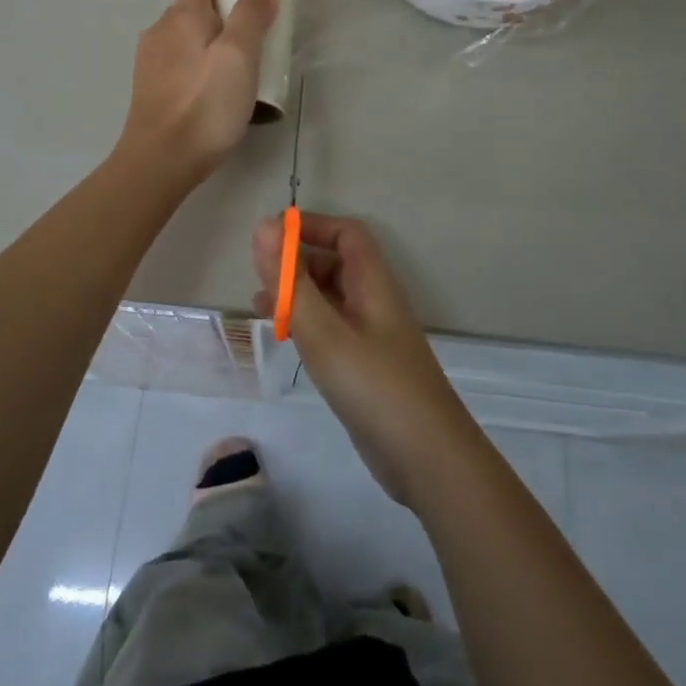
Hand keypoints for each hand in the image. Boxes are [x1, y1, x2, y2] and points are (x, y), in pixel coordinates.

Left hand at [117, 0, 277, 185]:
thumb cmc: (206, 104)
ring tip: (228, 84)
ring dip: (205, 55)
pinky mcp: (146, 91)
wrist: (161, 160)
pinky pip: (175, 71)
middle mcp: (158, 31)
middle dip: (218, 28)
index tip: (249, 27)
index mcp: (181, 16)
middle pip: (191, 16)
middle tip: (246, 58)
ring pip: (183, 45)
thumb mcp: (240, 56)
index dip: (226, 0)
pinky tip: (206, 103)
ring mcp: (148, 63)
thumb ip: (251, 16)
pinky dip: (192, 78)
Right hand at [252, 212, 480, 509]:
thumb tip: (263, 226)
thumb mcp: (324, 331)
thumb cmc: (374, 385)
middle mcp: (375, 302)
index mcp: (373, 283)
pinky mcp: (366, 367)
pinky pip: (332, 329)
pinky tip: (284, 339)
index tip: (270, 237)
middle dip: (297, 261)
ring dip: (297, 293)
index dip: (310, 226)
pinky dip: (306, 324)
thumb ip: (290, 281)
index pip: (346, 233)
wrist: (427, 459)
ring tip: (259, 304)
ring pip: (331, 298)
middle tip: (258, 275)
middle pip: (336, 263)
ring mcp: (372, 336)